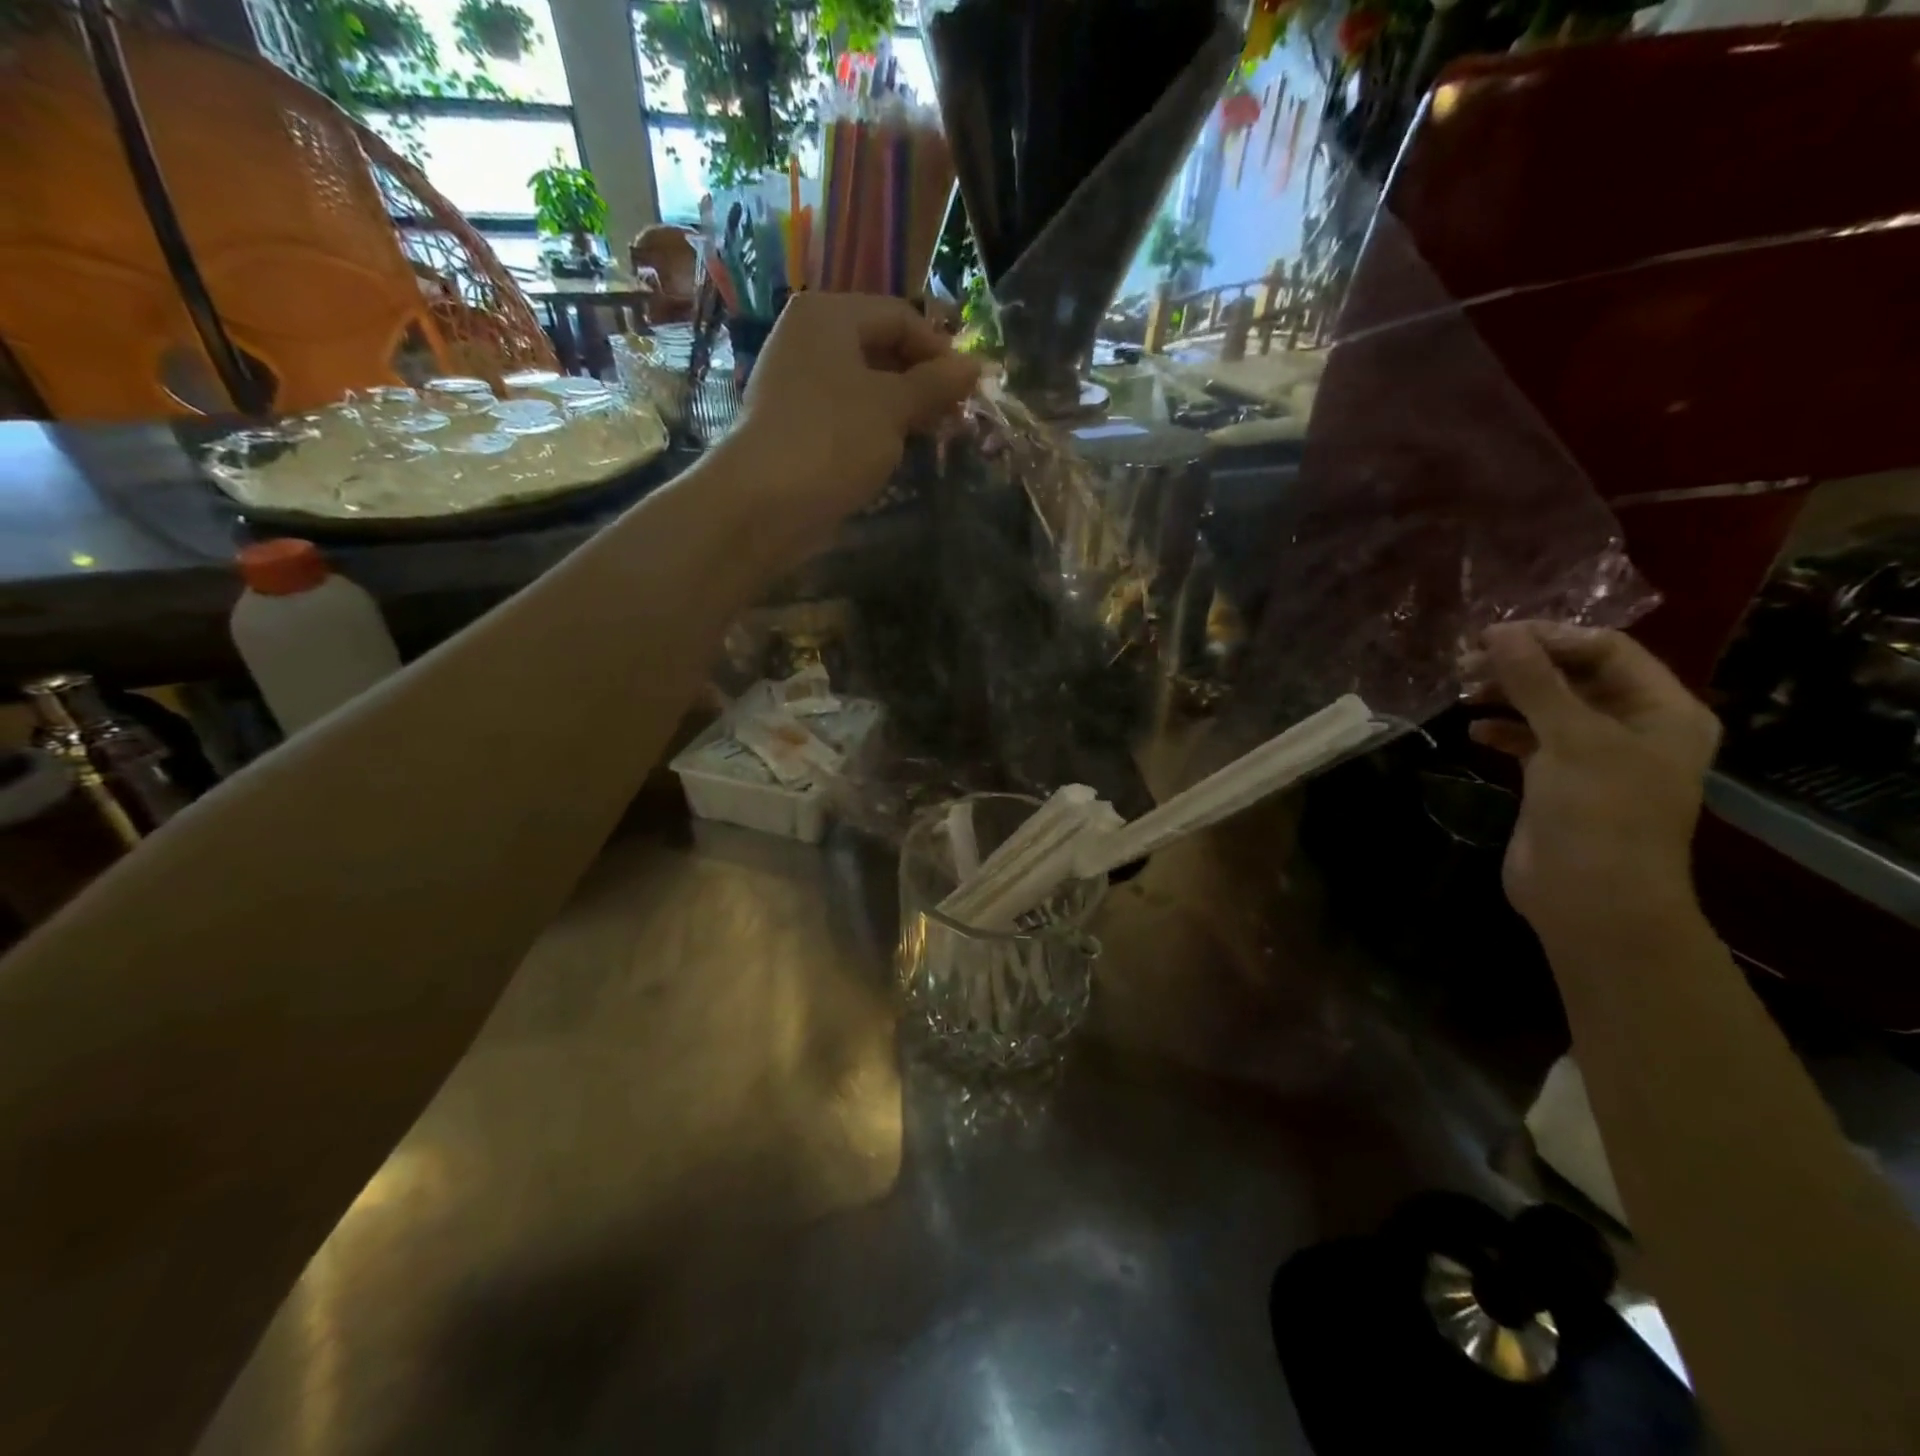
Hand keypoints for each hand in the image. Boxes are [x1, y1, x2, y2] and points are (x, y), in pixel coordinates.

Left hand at [734, 292, 978, 550]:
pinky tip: (899, 451)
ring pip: (866, 385)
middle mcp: (810, 339)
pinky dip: (877, 427)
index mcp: (829, 316)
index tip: (969, 389)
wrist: (766, 502)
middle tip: (955, 416)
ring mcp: (800, 384)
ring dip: (904, 408)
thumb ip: (936, 384)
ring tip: (934, 436)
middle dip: (923, 380)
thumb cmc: (834, 438)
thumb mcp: (894, 406)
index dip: (940, 349)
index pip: (900, 316)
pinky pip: (848, 414)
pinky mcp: (798, 424)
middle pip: (882, 347)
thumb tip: (975, 366)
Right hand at [1464, 623, 1720, 941]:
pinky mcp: (1559, 781)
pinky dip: (1503, 730)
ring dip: (1506, 695)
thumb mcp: (1571, 738)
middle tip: (1465, 661)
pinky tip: (1473, 730)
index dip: (1550, 639)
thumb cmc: (1599, 813)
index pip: (1607, 652)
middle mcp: (1634, 727)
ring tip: (1461, 690)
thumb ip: (1534, 682)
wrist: (1591, 899)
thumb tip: (1499, 631)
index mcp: (1662, 711)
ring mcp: (1595, 756)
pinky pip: (1530, 740)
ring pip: (1547, 707)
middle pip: (1574, 677)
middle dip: (1522, 666)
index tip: (1491, 637)